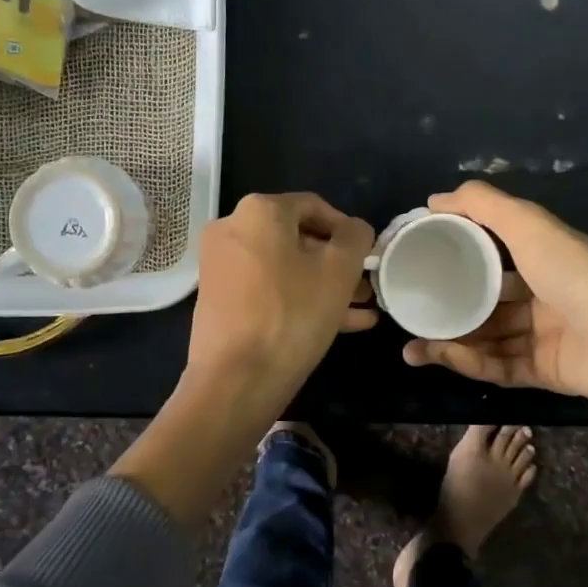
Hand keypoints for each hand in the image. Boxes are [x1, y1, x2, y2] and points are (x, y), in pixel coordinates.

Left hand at [187, 192, 376, 414]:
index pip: (315, 207)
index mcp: (259, 211)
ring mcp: (221, 265)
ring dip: (323, 285)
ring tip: (360, 310)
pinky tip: (338, 325)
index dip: (347, 231)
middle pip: (298, 239)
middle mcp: (232, 229)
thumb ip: (356, 237)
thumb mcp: (339, 270)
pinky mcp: (219, 298)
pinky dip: (298, 299)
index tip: (368, 258)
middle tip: (365, 289)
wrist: (235, 379)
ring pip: (285, 268)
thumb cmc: (293, 314)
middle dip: (337, 264)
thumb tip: (355, 229)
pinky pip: (267, 289)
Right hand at [401, 181, 587, 421]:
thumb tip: (434, 198)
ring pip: (486, 339)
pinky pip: (498, 367)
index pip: (491, 256)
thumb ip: (483, 205)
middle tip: (407, 314)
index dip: (456, 258)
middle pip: (484, 304)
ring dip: (448, 342)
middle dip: (445, 309)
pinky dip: (468, 363)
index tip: (418, 262)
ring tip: (411, 346)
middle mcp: (541, 296)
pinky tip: (438, 357)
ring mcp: (543, 337)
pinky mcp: (543, 373)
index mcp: (541, 259)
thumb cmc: (576, 272)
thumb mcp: (528, 225)